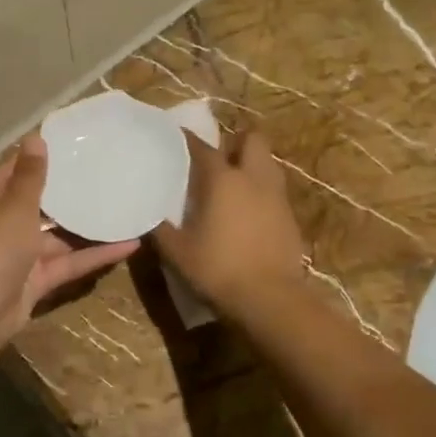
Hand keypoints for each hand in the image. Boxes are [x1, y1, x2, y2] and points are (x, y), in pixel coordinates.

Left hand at [0, 134, 138, 349]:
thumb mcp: (15, 206)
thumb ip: (30, 176)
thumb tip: (34, 137)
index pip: (14, 169)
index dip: (38, 155)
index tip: (71, 142)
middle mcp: (4, 223)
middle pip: (38, 202)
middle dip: (67, 190)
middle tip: (104, 170)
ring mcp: (21, 253)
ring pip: (58, 235)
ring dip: (85, 225)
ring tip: (121, 205)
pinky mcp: (37, 279)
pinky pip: (69, 262)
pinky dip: (95, 255)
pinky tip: (129, 245)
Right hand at [152, 127, 307, 317]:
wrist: (270, 299)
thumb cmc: (217, 269)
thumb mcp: (176, 252)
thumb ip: (158, 228)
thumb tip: (145, 213)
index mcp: (222, 179)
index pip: (201, 146)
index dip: (185, 138)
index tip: (172, 138)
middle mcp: (253, 178)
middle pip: (251, 139)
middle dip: (234, 143)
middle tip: (216, 159)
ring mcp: (276, 196)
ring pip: (268, 163)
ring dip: (251, 165)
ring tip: (232, 185)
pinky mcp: (290, 217)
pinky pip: (274, 191)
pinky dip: (260, 192)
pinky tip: (247, 214)